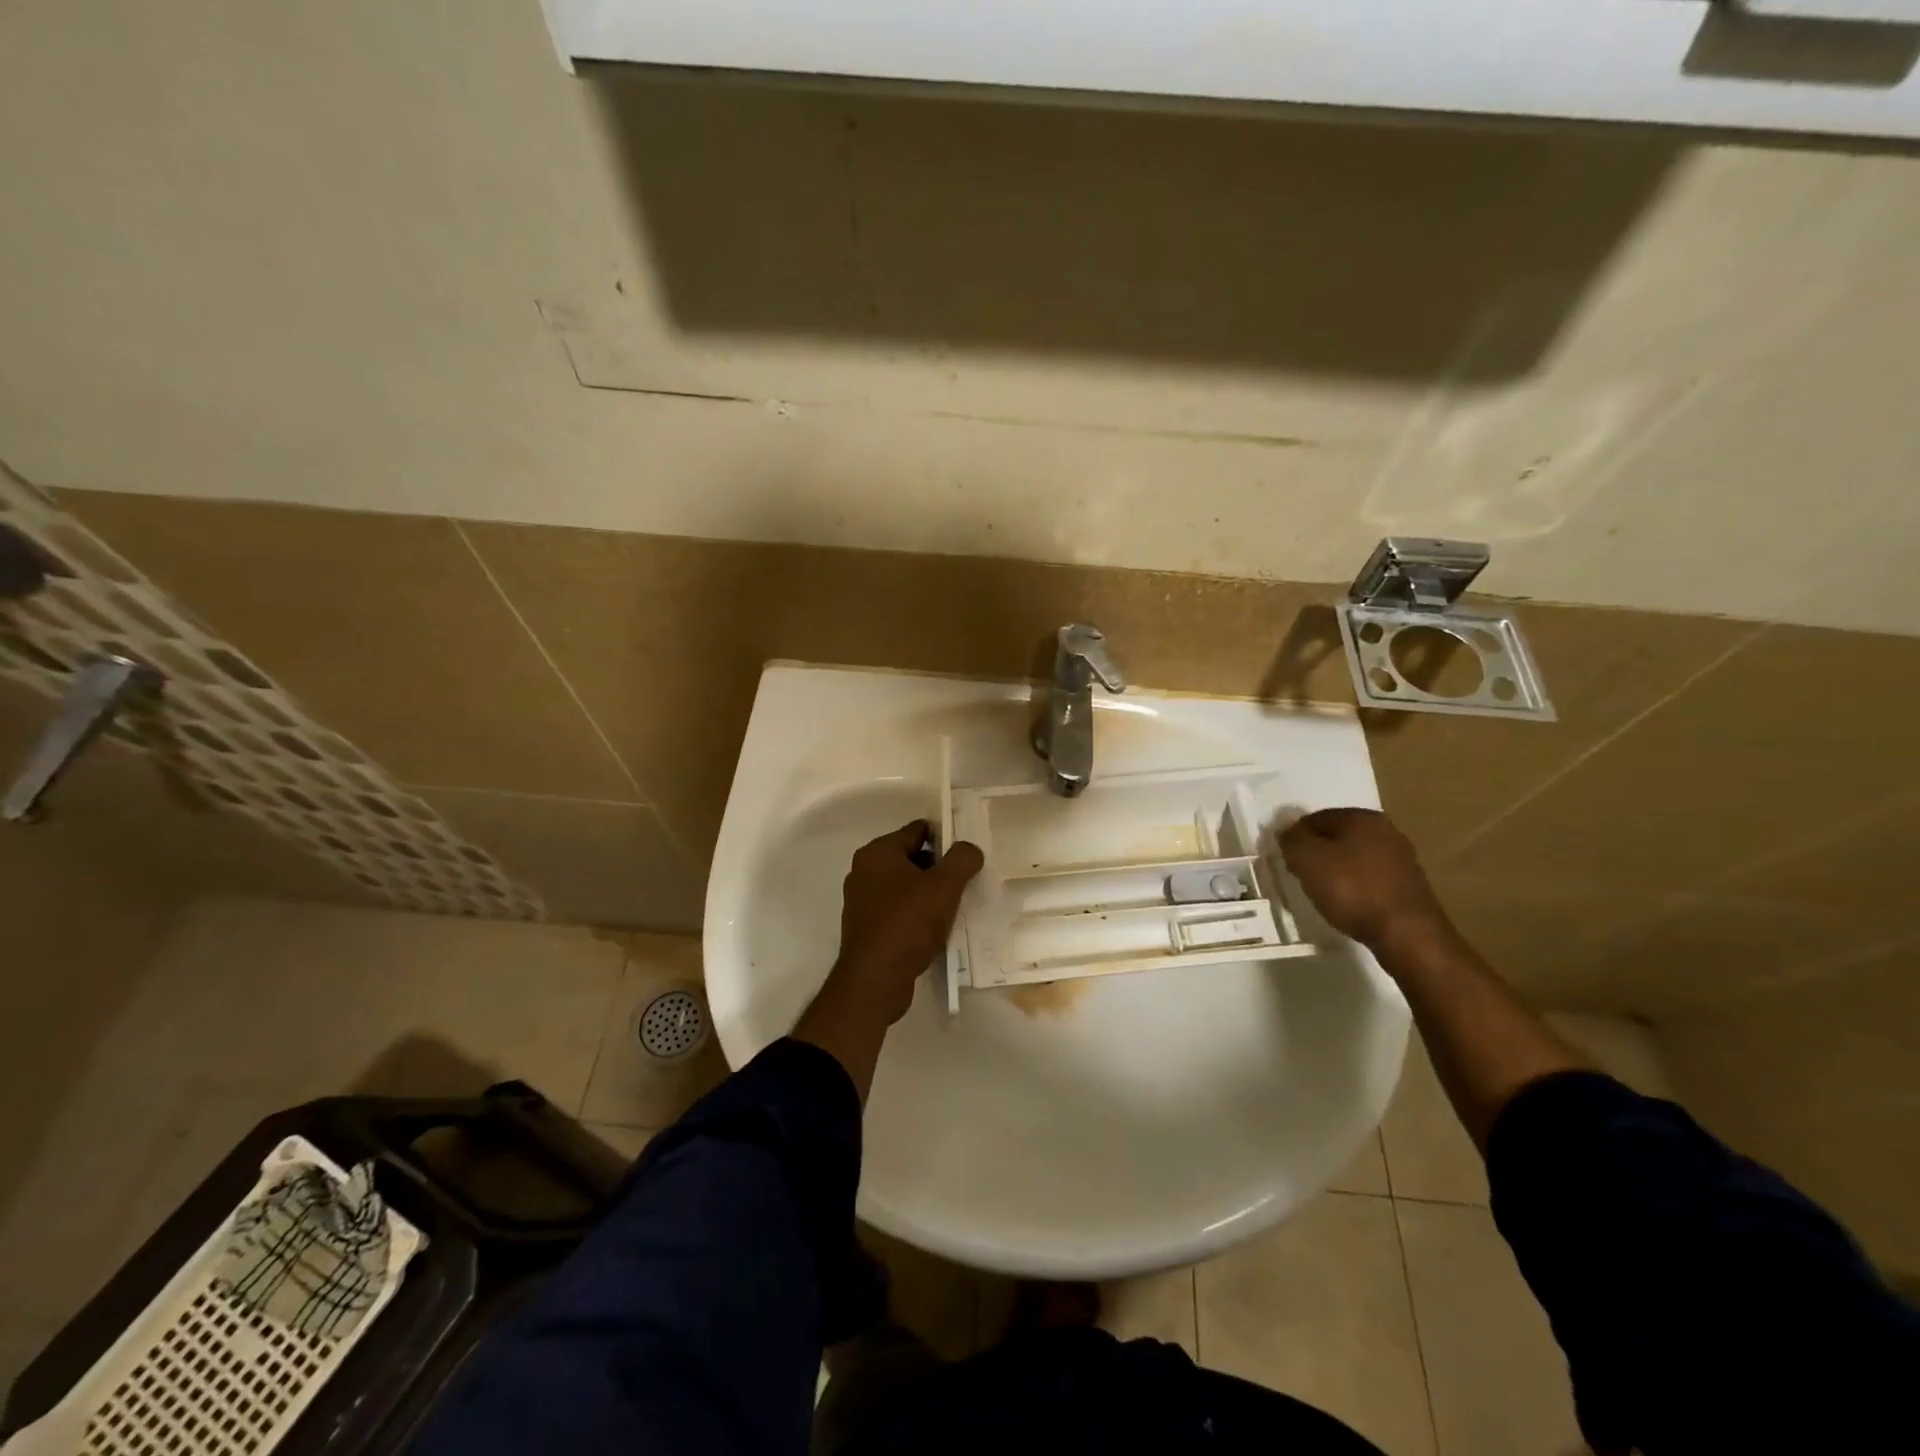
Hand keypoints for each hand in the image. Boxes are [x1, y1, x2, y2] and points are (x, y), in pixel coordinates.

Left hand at [832, 820, 983, 1025]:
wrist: (875, 980)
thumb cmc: (908, 924)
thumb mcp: (944, 886)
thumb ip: (962, 859)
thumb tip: (970, 848)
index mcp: (877, 852)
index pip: (917, 830)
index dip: (946, 837)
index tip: (967, 854)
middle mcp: (864, 871)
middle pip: (911, 857)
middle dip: (939, 867)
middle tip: (965, 882)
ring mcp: (862, 900)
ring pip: (905, 885)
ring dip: (929, 892)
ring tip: (955, 906)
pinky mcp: (866, 927)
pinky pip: (897, 909)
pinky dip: (916, 913)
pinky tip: (935, 928)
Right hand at [1279, 808, 1450, 950]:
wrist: (1407, 935)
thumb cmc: (1352, 889)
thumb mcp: (1308, 860)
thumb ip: (1292, 838)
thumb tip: (1285, 823)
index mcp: (1363, 817)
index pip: (1316, 818)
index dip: (1296, 838)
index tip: (1286, 860)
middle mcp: (1387, 831)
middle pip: (1337, 837)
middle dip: (1317, 854)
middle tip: (1301, 876)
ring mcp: (1402, 859)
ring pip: (1355, 858)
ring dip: (1336, 871)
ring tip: (1323, 893)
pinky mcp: (1410, 886)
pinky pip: (1371, 879)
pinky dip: (1356, 887)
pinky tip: (1348, 904)